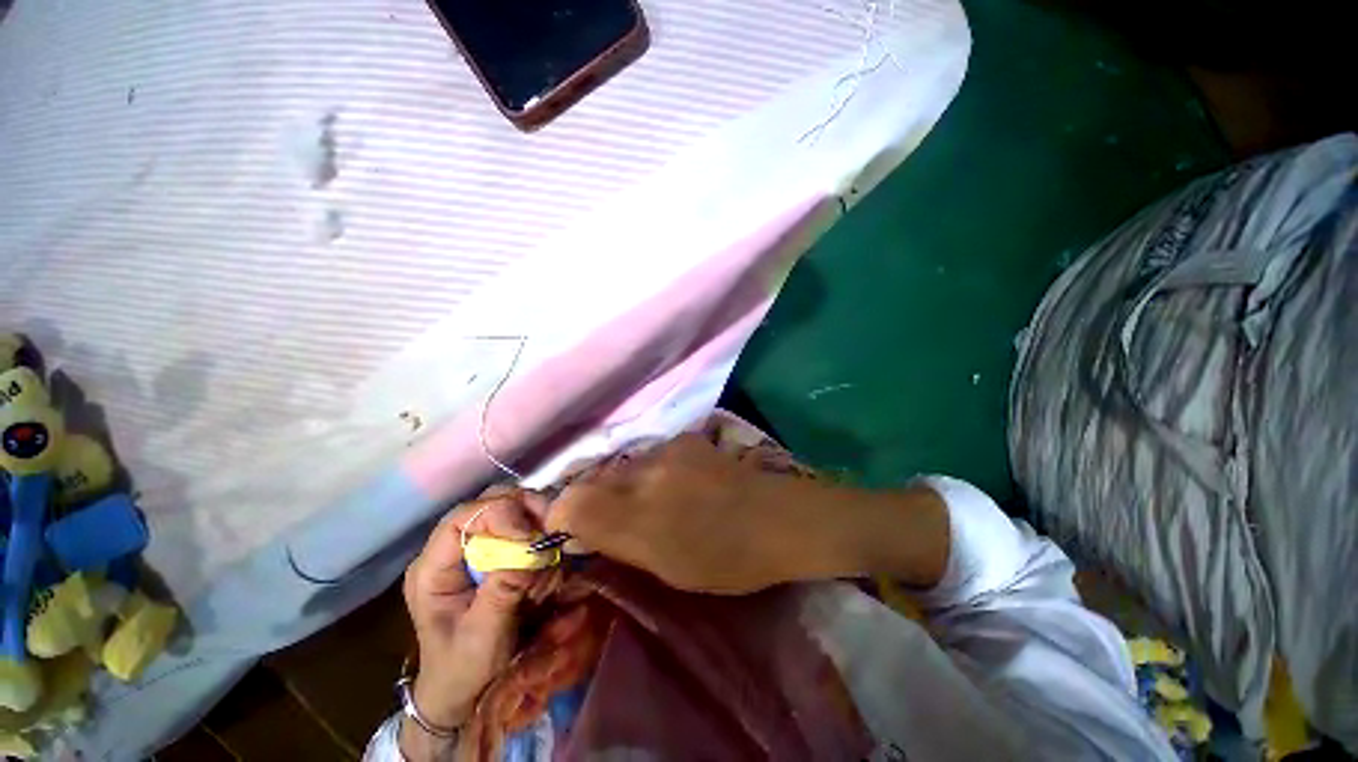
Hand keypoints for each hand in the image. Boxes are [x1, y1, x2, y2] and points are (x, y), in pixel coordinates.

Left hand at [401, 487, 546, 745]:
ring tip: (548, 555)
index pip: (463, 518)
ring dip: (535, 525)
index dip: (500, 514)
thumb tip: (531, 549)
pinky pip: (521, 528)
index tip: (531, 536)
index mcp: (432, 568)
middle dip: (524, 512)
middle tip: (551, 530)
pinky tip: (544, 564)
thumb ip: (503, 591)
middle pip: (489, 504)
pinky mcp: (493, 554)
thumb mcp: (482, 636)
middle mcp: (451, 549)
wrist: (462, 690)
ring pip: (510, 510)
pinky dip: (539, 539)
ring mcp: (473, 549)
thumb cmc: (463, 669)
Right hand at [546, 434, 809, 593]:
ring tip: (651, 501)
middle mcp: (645, 476)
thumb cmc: (726, 559)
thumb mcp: (666, 569)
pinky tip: (675, 482)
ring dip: (624, 485)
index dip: (561, 514)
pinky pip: (649, 455)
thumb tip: (580, 526)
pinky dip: (650, 471)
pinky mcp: (684, 438)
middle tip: (614, 520)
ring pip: (623, 467)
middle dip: (593, 499)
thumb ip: (618, 542)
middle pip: (594, 480)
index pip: (572, 503)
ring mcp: (666, 451)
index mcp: (639, 520)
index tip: (570, 530)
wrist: (777, 518)